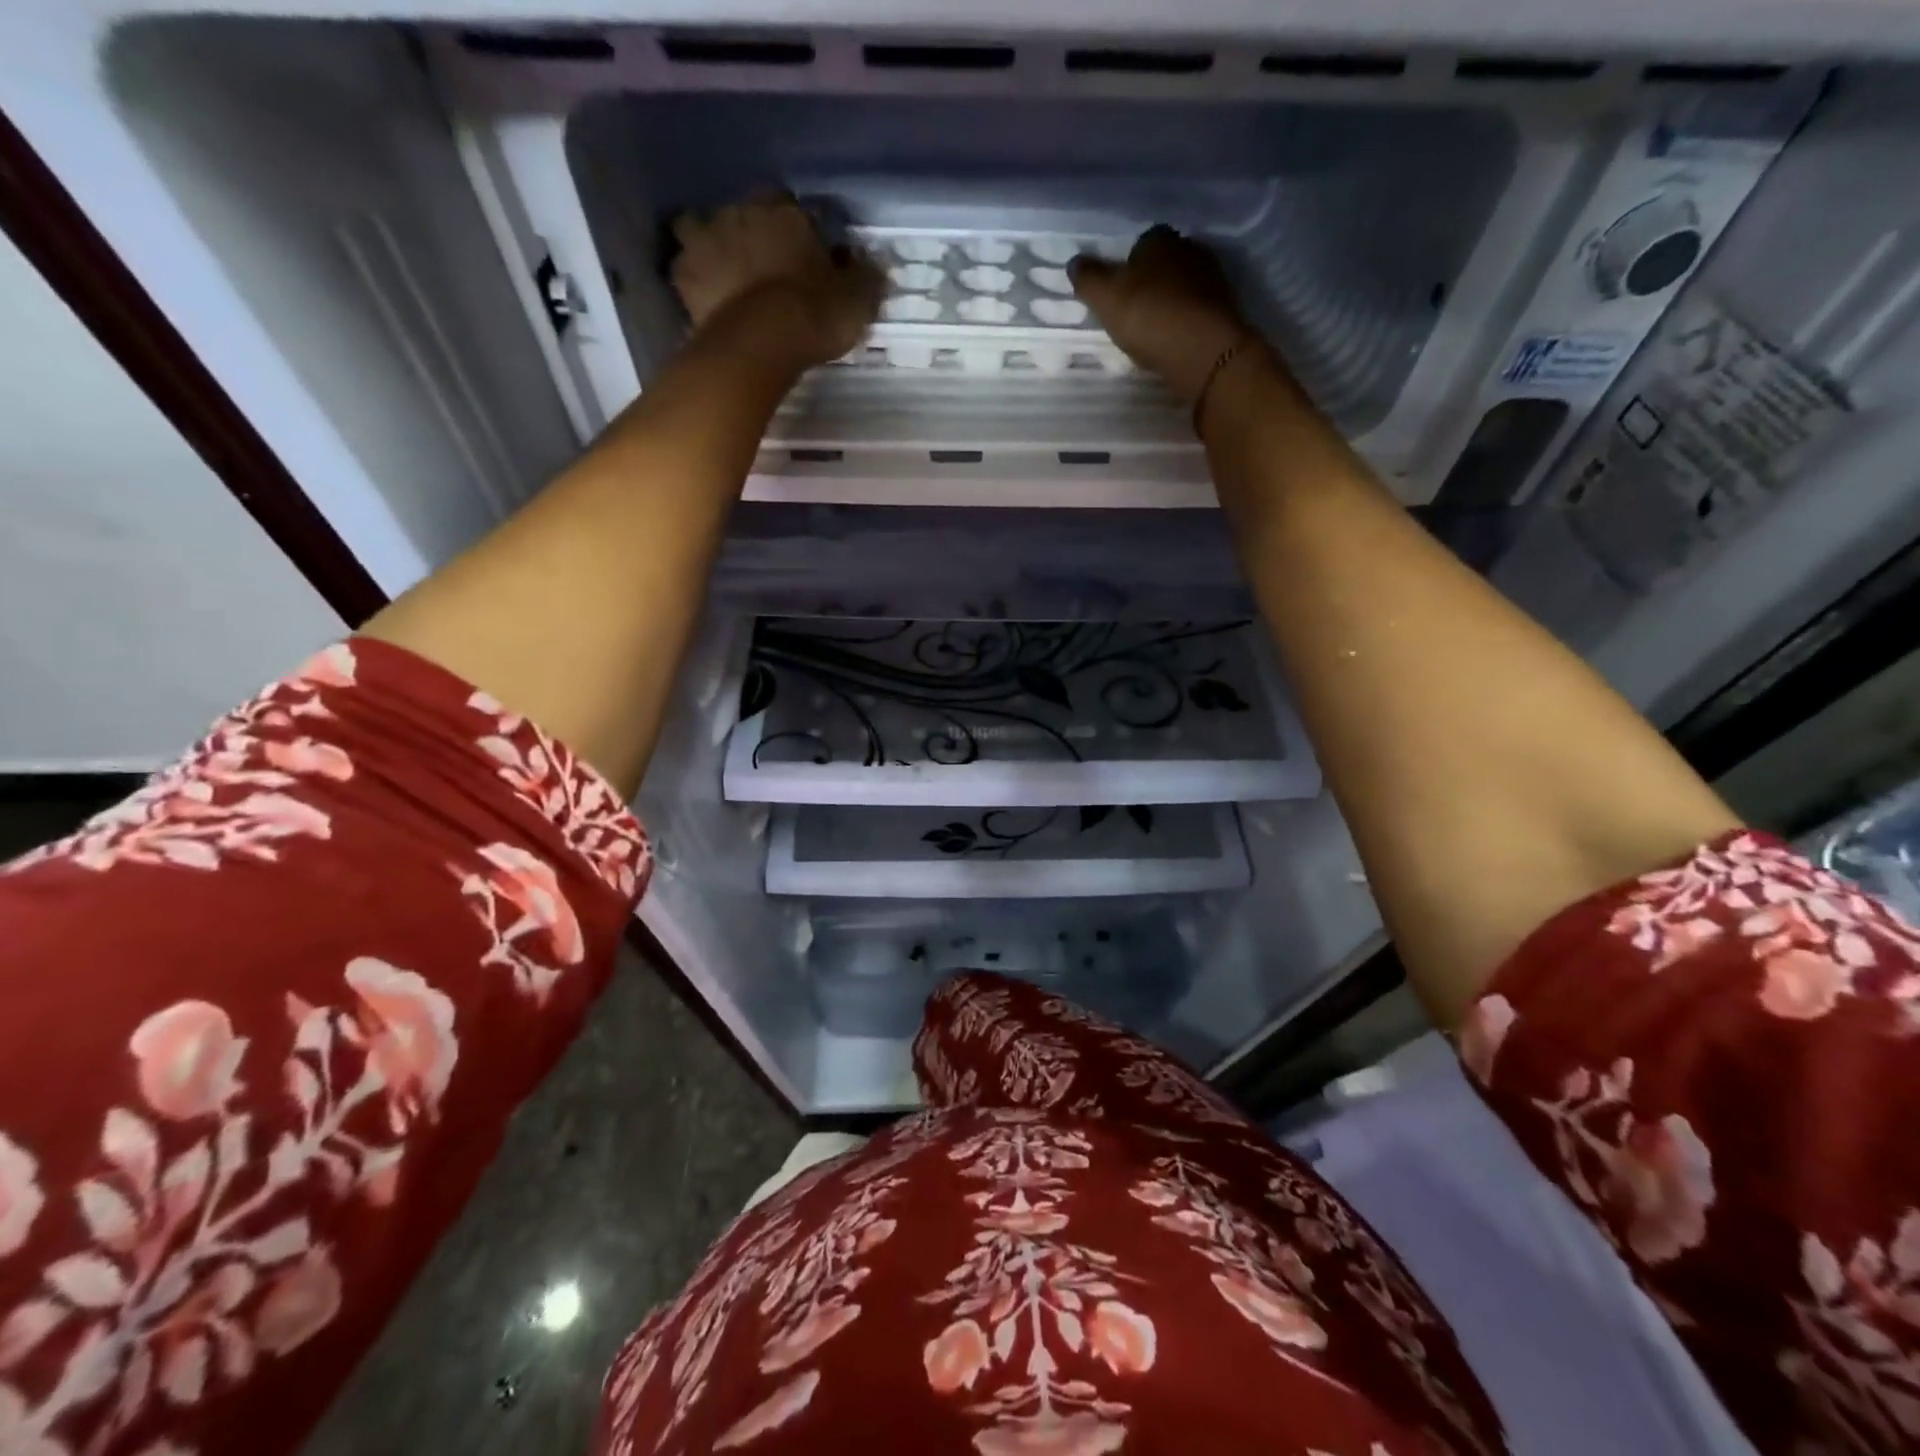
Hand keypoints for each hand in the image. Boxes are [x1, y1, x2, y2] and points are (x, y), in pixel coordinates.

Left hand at [670, 196, 883, 369]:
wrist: (762, 342)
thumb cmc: (815, 314)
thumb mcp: (856, 299)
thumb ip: (864, 277)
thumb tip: (873, 264)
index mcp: (785, 211)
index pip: (793, 207)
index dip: (800, 231)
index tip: (808, 256)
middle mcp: (741, 213)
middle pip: (745, 214)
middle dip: (754, 233)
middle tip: (767, 267)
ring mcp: (707, 240)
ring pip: (702, 229)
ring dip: (712, 245)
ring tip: (728, 275)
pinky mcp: (685, 277)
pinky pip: (686, 269)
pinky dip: (694, 279)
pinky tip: (706, 296)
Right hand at [1071, 226, 1255, 407]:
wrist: (1202, 348)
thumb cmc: (1149, 315)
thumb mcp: (1106, 298)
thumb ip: (1088, 279)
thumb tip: (1074, 262)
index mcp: (1159, 240)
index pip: (1142, 242)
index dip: (1128, 264)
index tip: (1118, 288)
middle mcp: (1189, 249)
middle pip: (1165, 263)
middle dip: (1151, 281)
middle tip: (1134, 310)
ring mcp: (1211, 278)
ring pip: (1183, 286)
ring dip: (1170, 301)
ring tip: (1153, 329)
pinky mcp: (1224, 307)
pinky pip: (1197, 309)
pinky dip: (1185, 320)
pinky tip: (1173, 339)